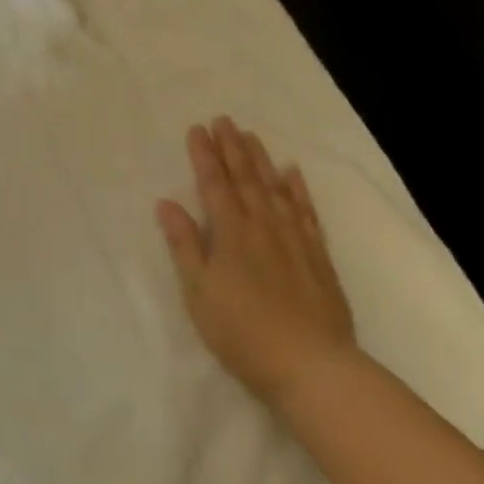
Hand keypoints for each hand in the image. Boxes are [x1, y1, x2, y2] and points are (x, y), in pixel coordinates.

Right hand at [156, 117, 357, 411]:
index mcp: (230, 232)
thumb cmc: (242, 331)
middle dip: (232, 147)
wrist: (310, 363)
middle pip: (245, 177)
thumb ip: (184, 245)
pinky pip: (305, 211)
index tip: (197, 129)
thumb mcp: (199, 292)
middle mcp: (262, 225)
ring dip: (261, 159)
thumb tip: (166, 203)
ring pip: (274, 187)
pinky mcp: (317, 254)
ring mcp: (293, 237)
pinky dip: (297, 189)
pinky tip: (292, 172)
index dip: (204, 155)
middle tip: (224, 120)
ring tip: (251, 135)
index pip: (213, 184)